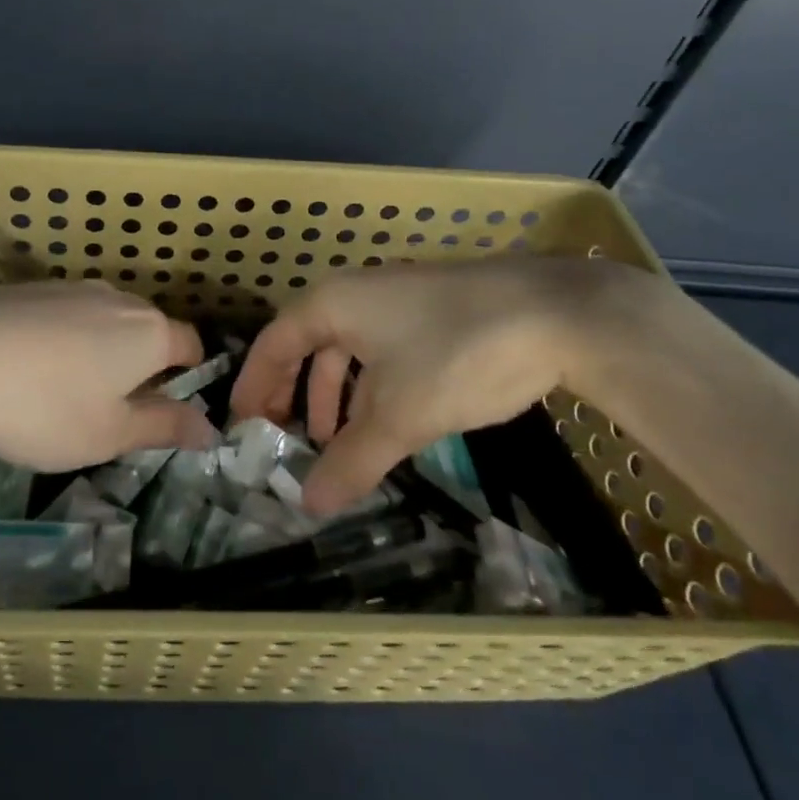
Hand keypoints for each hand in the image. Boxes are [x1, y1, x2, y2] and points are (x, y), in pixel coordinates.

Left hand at [0, 281, 216, 471]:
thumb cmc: (41, 403)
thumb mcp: (106, 434)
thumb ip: (163, 428)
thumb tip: (211, 429)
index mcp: (149, 333)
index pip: (192, 345)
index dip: (190, 375)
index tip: (171, 407)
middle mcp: (119, 300)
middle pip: (149, 331)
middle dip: (145, 367)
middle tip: (117, 411)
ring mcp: (74, 288)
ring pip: (107, 322)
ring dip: (103, 353)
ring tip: (70, 394)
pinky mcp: (34, 288)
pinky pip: (69, 315)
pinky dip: (66, 341)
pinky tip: (32, 370)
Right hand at [230, 259, 660, 513]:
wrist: (558, 312)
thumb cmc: (459, 353)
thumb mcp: (400, 415)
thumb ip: (352, 460)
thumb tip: (308, 504)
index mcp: (331, 305)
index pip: (272, 345)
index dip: (252, 387)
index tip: (240, 428)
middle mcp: (355, 294)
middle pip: (305, 346)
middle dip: (293, 396)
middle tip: (284, 441)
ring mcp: (395, 299)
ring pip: (347, 350)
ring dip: (335, 397)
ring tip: (336, 444)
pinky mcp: (431, 311)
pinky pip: (380, 350)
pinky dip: (370, 387)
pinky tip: (385, 422)